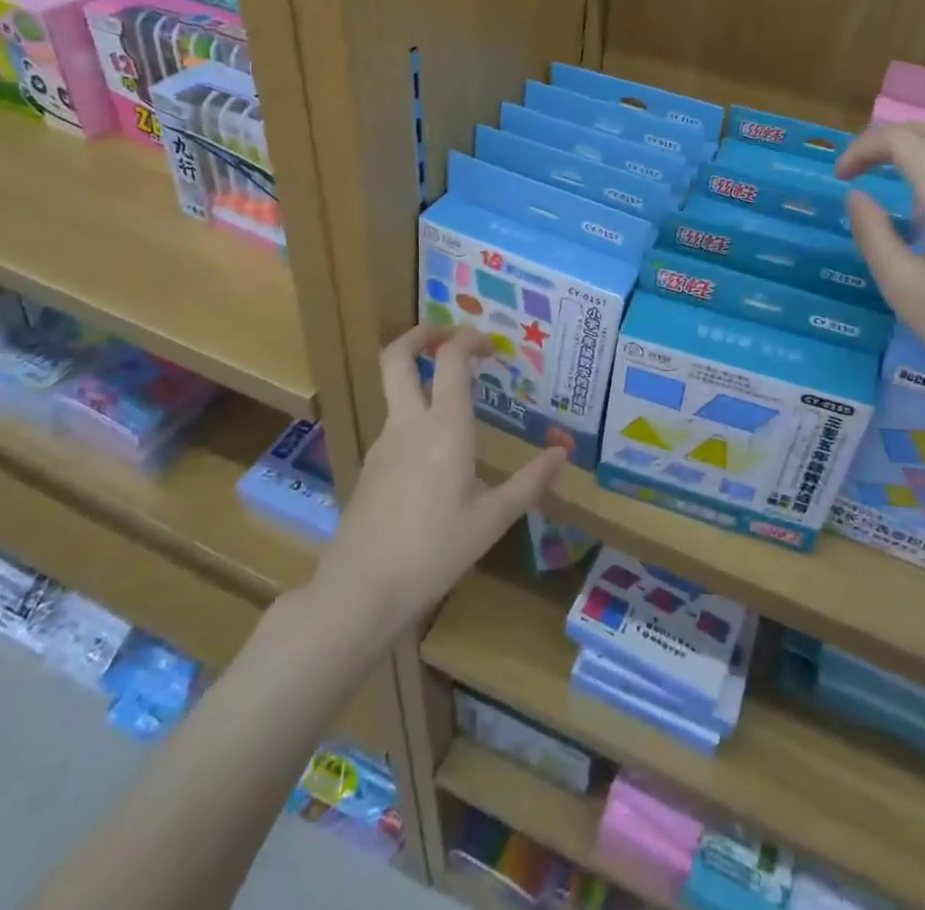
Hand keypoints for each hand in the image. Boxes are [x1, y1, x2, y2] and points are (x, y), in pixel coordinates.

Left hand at [312, 325, 566, 638]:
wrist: (361, 591)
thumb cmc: (435, 551)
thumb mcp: (492, 520)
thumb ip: (530, 482)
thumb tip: (563, 452)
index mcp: (444, 427)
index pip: (450, 358)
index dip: (468, 339)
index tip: (490, 346)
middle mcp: (408, 423)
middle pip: (397, 356)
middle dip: (420, 334)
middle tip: (446, 334)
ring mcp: (383, 443)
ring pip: (393, 390)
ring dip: (417, 375)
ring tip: (453, 395)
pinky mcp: (371, 466)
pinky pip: (394, 424)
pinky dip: (414, 413)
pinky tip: (436, 451)